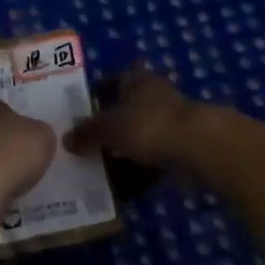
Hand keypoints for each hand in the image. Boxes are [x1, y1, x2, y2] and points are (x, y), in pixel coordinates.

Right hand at [64, 65, 211, 168]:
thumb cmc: (148, 125)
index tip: (80, 111)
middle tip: (84, 143)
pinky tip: (122, 185)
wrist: (198, 148)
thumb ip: (86, 133)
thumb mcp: (108, 127)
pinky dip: (139, 169)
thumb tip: (67, 140)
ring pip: (140, 135)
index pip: (113, 79)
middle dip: (109, 125)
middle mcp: (155, 96)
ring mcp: (171, 122)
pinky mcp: (181, 147)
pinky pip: (152, 158)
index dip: (97, 93)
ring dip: (123, 149)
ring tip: (98, 167)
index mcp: (138, 80)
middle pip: (127, 109)